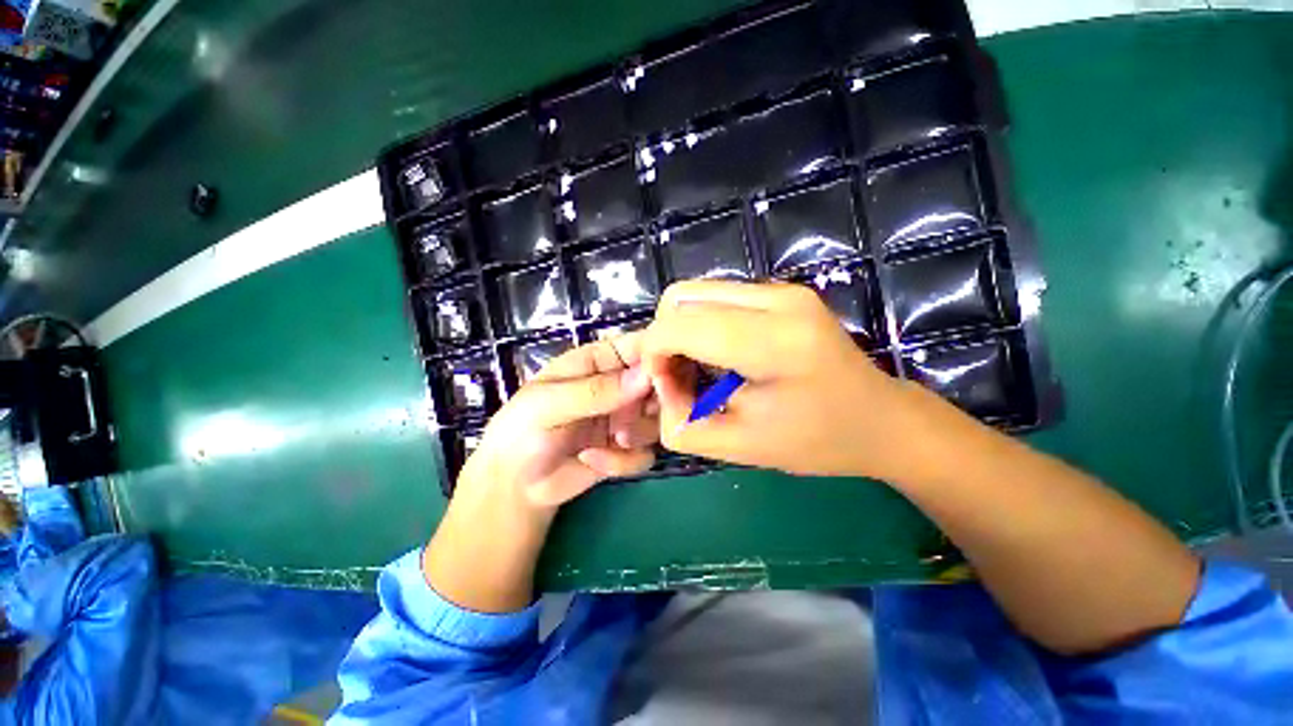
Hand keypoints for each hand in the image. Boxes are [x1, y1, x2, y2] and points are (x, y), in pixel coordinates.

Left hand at [457, 331, 658, 513]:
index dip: (656, 355)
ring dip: (639, 432)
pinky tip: (594, 461)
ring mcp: (625, 419)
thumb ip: (596, 390)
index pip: (637, 347)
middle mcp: (618, 387)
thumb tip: (646, 376)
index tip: (667, 373)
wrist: (514, 486)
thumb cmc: (521, 431)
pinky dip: (624, 460)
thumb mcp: (549, 404)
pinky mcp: (627, 451)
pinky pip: (646, 452)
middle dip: (656, 401)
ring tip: (615, 441)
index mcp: (598, 362)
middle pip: (658, 383)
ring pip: (658, 419)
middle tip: (642, 414)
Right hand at [643, 280, 944, 479]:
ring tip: (697, 368)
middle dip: (664, 338)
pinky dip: (701, 324)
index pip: (681, 324)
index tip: (665, 386)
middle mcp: (778, 299)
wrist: (881, 420)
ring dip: (681, 330)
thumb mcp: (741, 448)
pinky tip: (717, 355)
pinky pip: (716, 297)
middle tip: (679, 378)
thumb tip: (659, 387)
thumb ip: (684, 425)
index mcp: (774, 342)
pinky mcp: (782, 291)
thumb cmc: (817, 441)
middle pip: (681, 297)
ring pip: (695, 293)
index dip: (654, 352)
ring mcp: (782, 289)